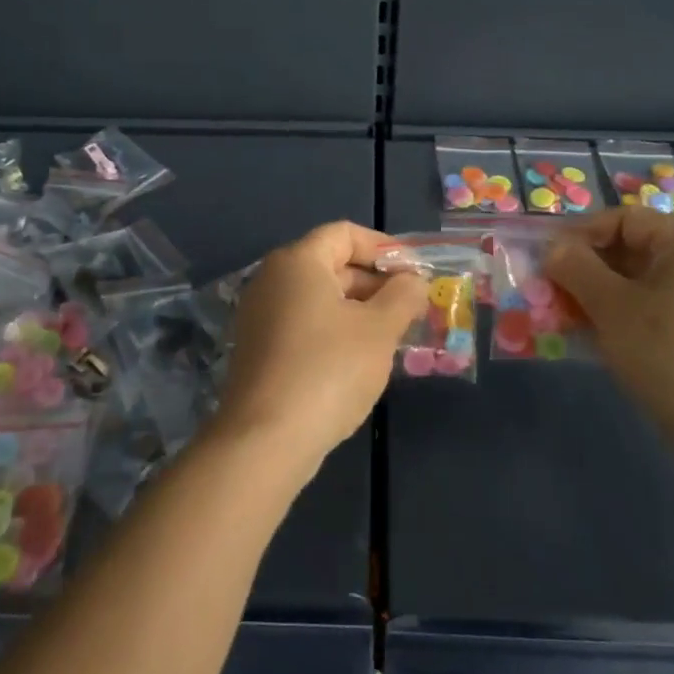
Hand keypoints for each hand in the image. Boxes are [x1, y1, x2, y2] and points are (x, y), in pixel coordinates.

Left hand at [219, 221, 427, 473]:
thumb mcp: (379, 329)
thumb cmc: (328, 370)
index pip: (345, 234)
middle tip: (412, 307)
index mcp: (298, 262)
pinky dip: (335, 331)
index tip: (415, 273)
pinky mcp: (258, 350)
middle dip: (375, 282)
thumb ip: (402, 296)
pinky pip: (304, 324)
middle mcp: (272, 279)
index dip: (384, 247)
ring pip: (320, 298)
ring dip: (359, 309)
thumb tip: (413, 281)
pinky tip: (361, 360)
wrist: (265, 440)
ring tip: (394, 335)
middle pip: (332, 264)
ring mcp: (260, 316)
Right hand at [545, 209, 673, 467]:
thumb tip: (553, 248)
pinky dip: (624, 319)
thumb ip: (576, 269)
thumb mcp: (612, 307)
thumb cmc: (670, 354)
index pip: (624, 220)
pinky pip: (657, 313)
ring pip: (641, 286)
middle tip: (552, 296)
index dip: (581, 234)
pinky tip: (600, 344)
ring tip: (569, 322)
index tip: (548, 262)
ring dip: (599, 298)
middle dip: (586, 271)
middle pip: (632, 252)